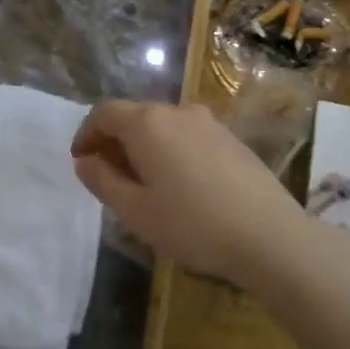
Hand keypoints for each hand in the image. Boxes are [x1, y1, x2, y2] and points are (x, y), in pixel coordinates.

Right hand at [70, 100, 313, 290]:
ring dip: (145, 147)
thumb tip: (85, 161)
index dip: (86, 134)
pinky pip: (189, 136)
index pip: (105, 113)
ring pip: (164, 126)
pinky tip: (180, 185)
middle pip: (135, 116)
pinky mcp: (233, 140)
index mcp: (148, 123)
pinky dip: (172, 151)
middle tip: (108, 177)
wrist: (268, 236)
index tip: (81, 162)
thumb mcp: (135, 210)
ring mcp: (210, 123)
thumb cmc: (191, 225)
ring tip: (144, 184)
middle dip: (115, 141)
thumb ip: (103, 181)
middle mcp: (179, 112)